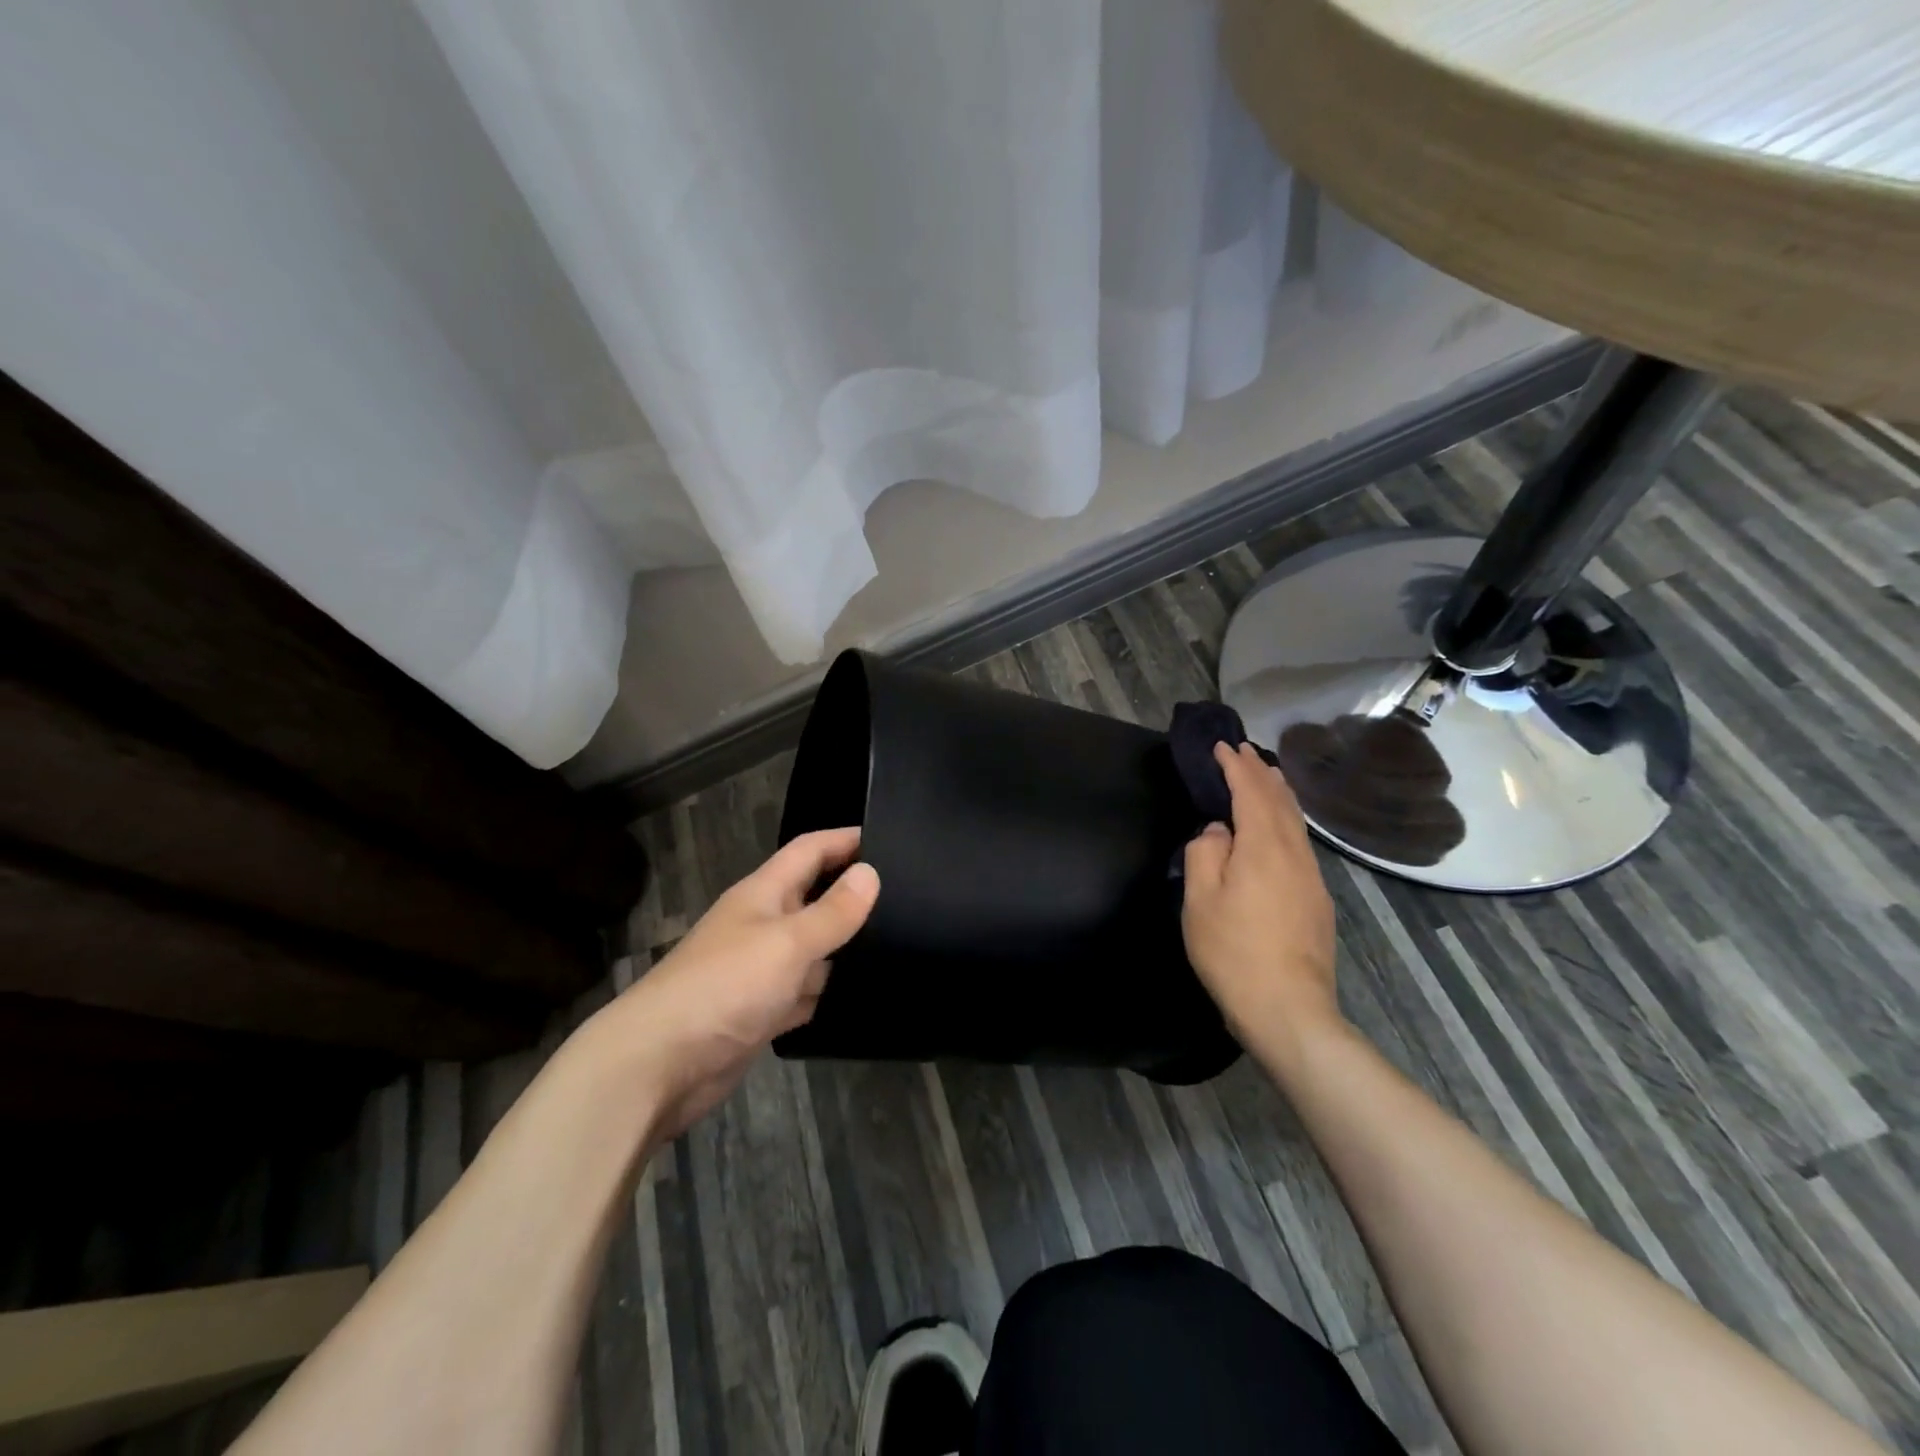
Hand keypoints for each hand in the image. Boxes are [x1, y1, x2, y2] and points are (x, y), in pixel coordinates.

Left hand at [593, 828, 878, 1139]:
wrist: (657, 1066)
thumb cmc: (725, 987)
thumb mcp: (788, 942)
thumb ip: (833, 911)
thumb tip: (871, 873)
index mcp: (764, 894)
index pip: (809, 850)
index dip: (845, 840)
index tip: (889, 838)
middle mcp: (763, 925)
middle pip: (813, 898)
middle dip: (853, 895)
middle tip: (909, 895)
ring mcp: (761, 971)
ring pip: (813, 949)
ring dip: (845, 948)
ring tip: (902, 943)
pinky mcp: (761, 1012)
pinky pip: (804, 992)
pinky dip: (827, 992)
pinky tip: (864, 994)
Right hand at [1181, 743, 1340, 1067]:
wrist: (1288, 1008)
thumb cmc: (1233, 952)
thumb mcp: (1200, 901)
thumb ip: (1204, 855)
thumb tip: (1218, 832)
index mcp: (1263, 848)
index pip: (1251, 793)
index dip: (1236, 767)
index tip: (1222, 747)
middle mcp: (1294, 854)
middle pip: (1280, 802)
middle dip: (1261, 773)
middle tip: (1245, 751)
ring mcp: (1311, 878)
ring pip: (1296, 822)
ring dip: (1279, 794)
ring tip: (1268, 776)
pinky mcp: (1317, 900)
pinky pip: (1301, 843)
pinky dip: (1288, 820)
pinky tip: (1282, 827)